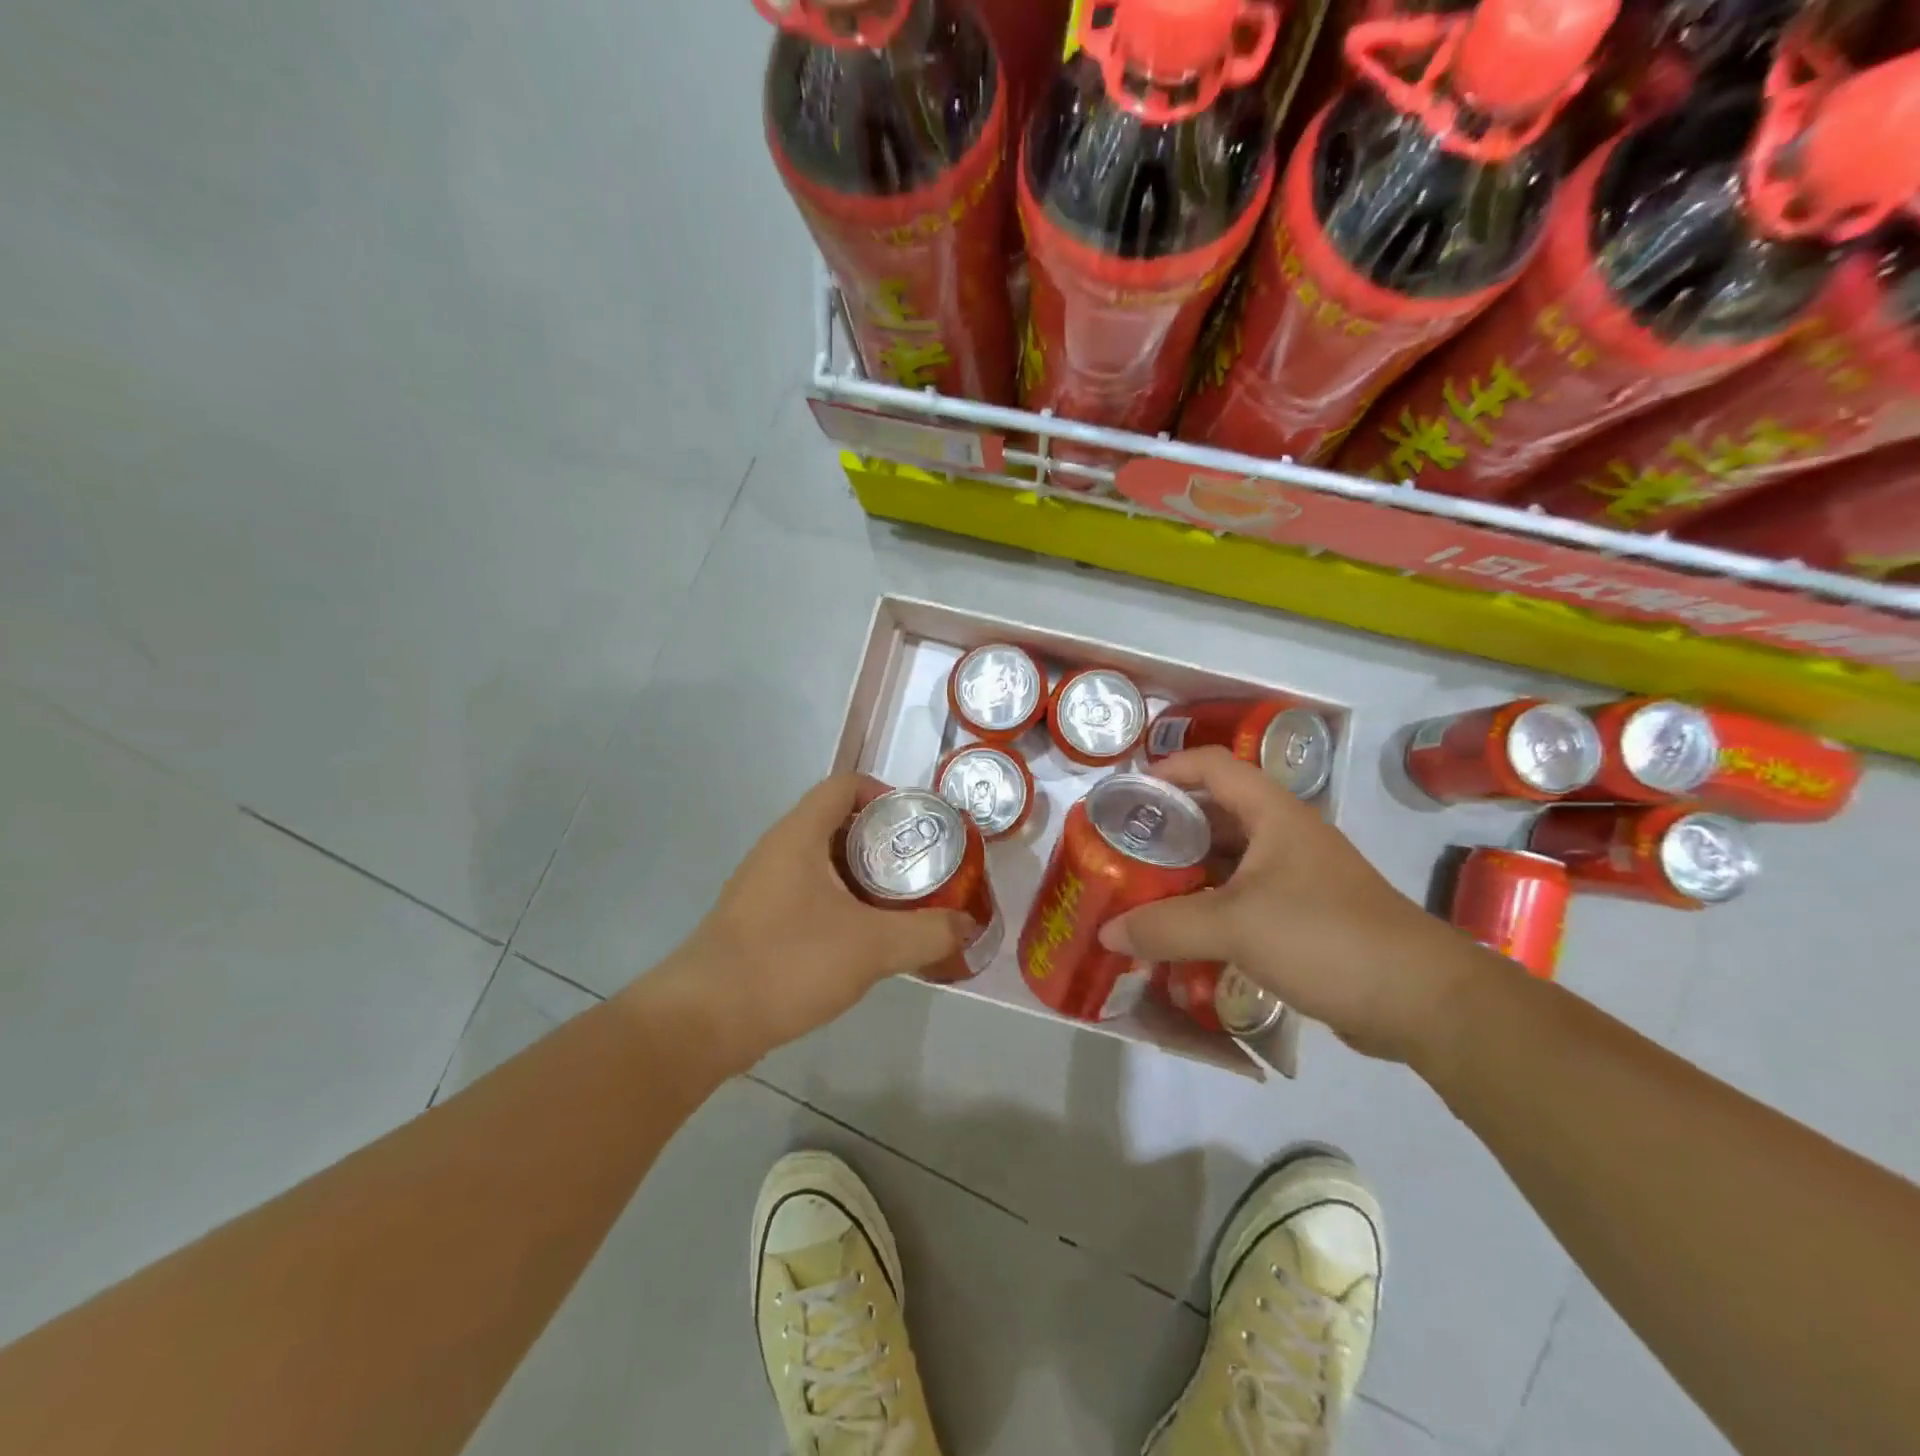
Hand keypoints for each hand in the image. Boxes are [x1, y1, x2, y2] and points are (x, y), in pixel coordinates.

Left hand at [647, 774, 975, 1069]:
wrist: (704, 1020)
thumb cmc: (788, 963)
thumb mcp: (872, 947)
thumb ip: (927, 933)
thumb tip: (967, 925)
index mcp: (799, 834)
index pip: (845, 785)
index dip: (886, 795)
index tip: (919, 826)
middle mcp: (778, 849)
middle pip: (838, 822)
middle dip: (884, 842)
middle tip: (921, 868)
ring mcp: (763, 885)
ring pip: (824, 862)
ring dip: (864, 876)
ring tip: (901, 903)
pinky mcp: (758, 919)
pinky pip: (809, 892)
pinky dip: (841, 902)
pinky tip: (863, 937)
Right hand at [1099, 747, 1479, 1062]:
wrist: (1422, 1000)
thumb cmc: (1326, 937)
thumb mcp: (1236, 926)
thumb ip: (1166, 926)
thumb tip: (1106, 931)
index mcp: (1273, 814)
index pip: (1213, 766)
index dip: (1169, 768)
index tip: (1127, 793)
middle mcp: (1284, 837)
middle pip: (1215, 814)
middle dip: (1167, 827)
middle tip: (1122, 848)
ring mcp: (1296, 878)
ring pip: (1227, 860)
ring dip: (1185, 871)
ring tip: (1140, 889)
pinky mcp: (1303, 917)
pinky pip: (1241, 899)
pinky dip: (1208, 907)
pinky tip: (1180, 931)